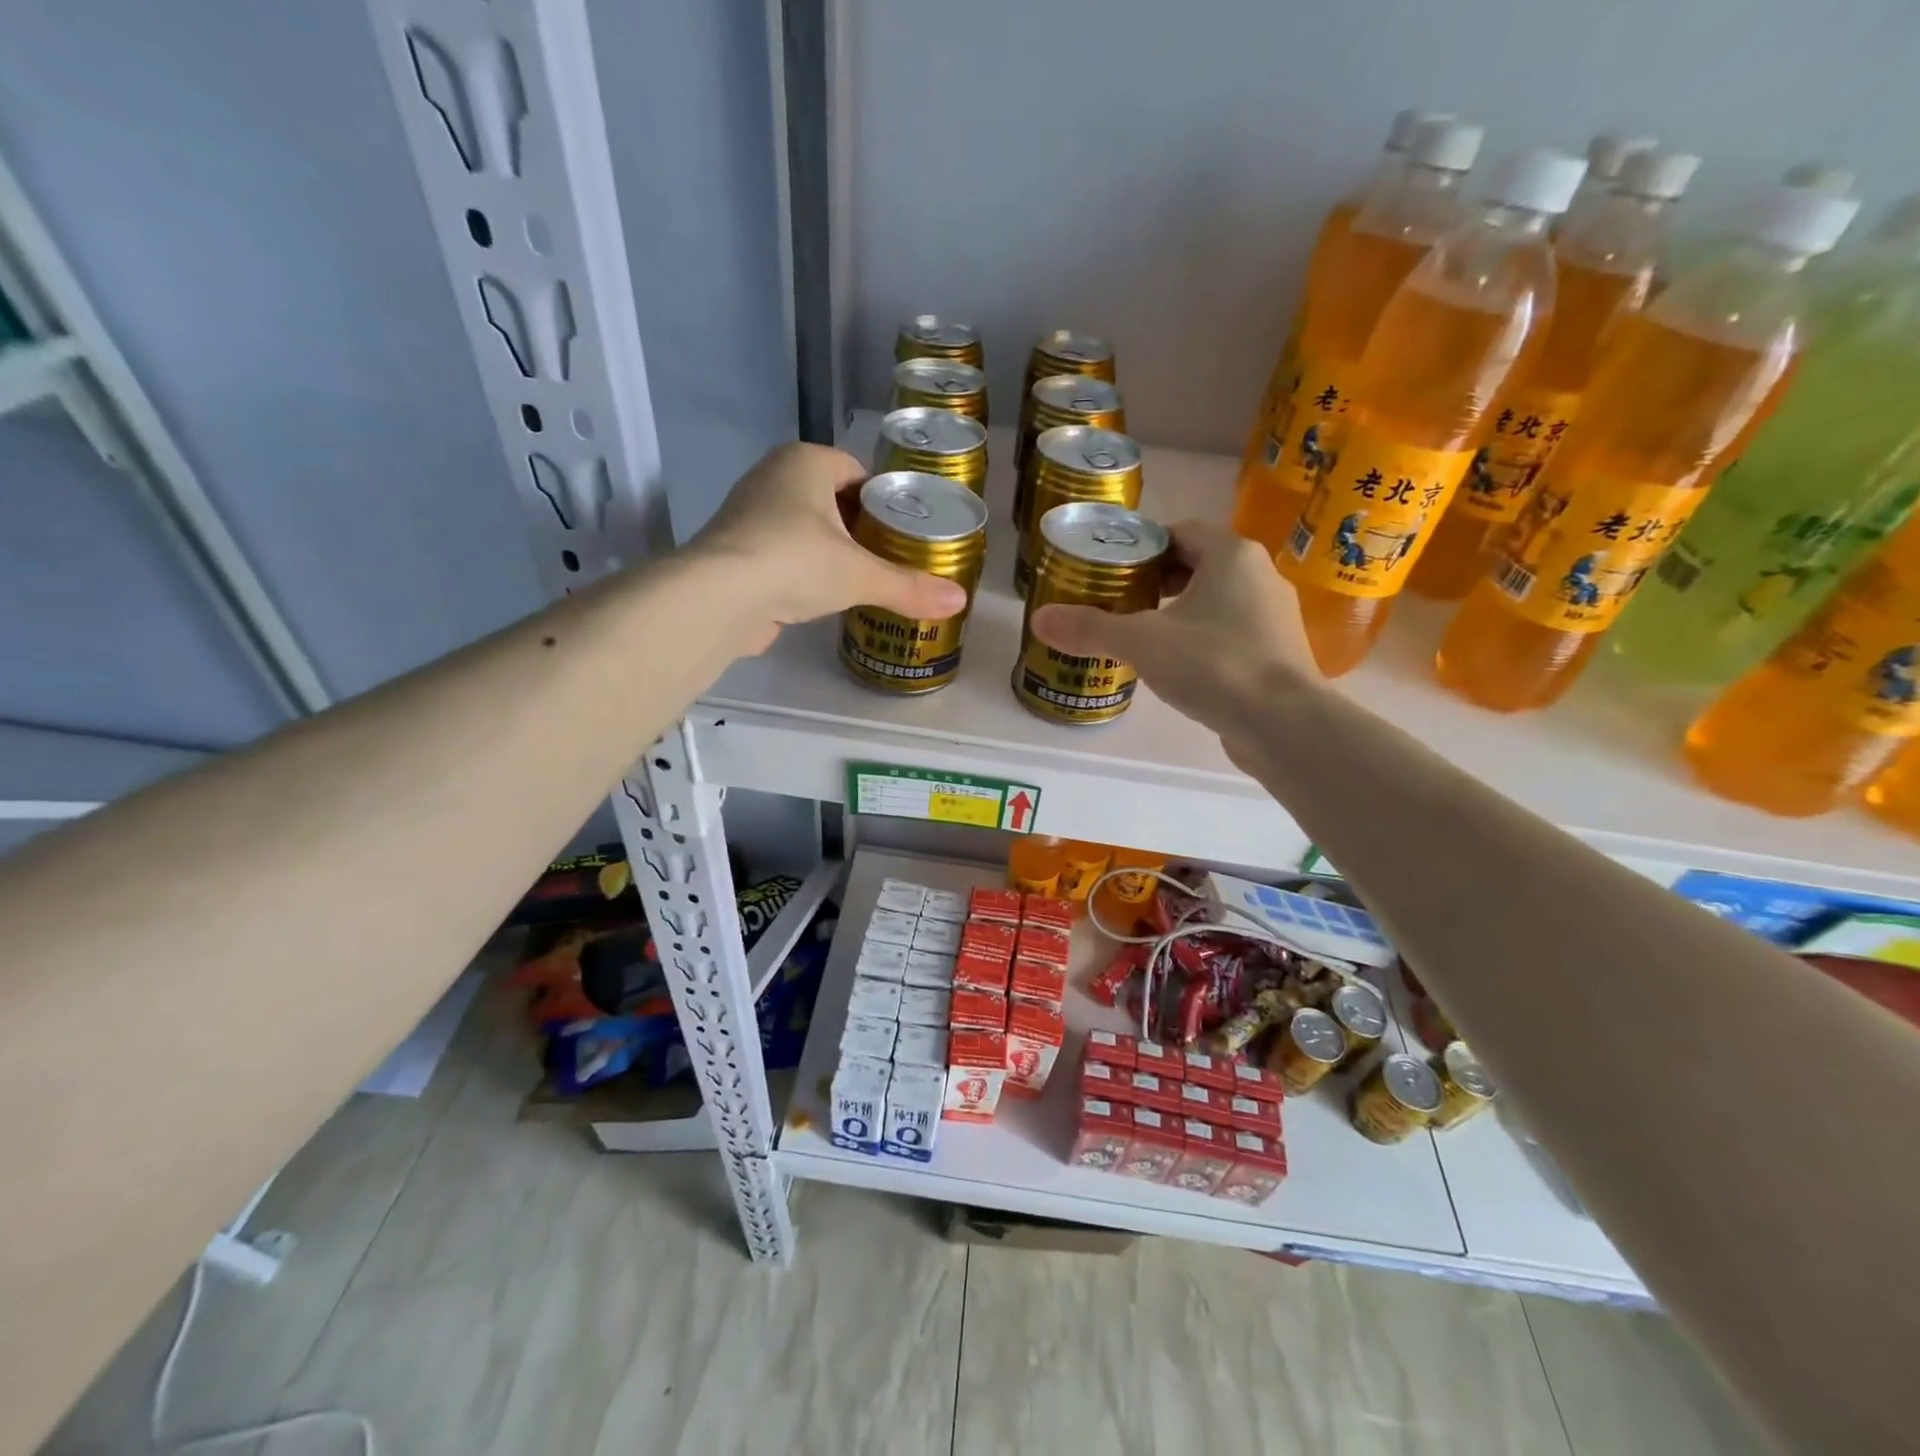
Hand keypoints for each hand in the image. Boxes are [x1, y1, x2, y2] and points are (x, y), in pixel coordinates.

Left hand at [689, 443, 967, 650]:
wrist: (718, 597)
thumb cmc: (796, 562)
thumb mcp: (861, 575)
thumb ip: (909, 587)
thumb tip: (960, 601)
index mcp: (806, 461)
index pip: (857, 471)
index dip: (883, 500)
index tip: (903, 533)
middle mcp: (773, 475)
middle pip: (831, 498)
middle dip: (858, 527)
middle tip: (889, 559)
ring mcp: (749, 511)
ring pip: (805, 526)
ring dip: (830, 549)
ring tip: (861, 580)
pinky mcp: (736, 548)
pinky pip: (782, 551)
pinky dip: (803, 569)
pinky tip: (822, 596)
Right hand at [1030, 521, 1320, 731]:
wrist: (1283, 723)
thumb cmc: (1213, 663)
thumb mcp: (1141, 642)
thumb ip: (1089, 628)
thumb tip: (1039, 619)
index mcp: (1231, 555)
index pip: (1180, 533)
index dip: (1143, 548)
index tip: (1112, 571)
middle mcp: (1260, 575)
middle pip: (1198, 565)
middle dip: (1157, 582)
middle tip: (1119, 603)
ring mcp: (1274, 616)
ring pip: (1216, 602)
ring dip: (1180, 613)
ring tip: (1141, 637)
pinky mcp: (1278, 653)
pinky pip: (1231, 633)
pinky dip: (1202, 641)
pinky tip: (1178, 668)